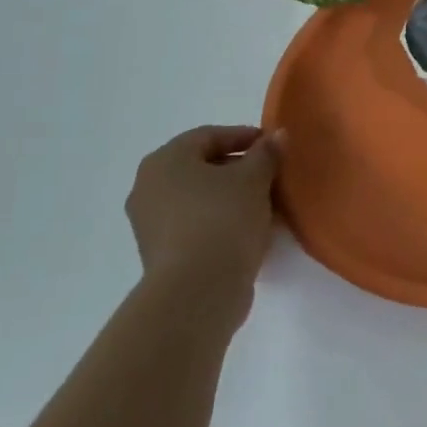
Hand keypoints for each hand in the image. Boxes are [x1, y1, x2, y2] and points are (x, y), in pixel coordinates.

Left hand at [125, 125, 282, 320]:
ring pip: (198, 198)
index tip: (273, 146)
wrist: (197, 290)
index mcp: (165, 160)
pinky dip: (220, 221)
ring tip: (264, 205)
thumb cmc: (223, 220)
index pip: (209, 136)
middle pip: (201, 167)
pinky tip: (247, 230)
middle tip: (270, 175)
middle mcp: (149, 187)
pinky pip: (195, 225)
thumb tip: (277, 136)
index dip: (244, 136)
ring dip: (230, 197)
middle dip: (238, 168)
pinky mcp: (160, 254)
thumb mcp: (254, 179)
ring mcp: (150, 223)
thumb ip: (266, 154)